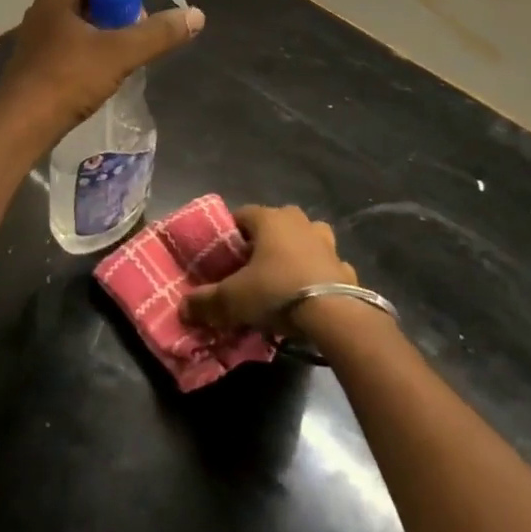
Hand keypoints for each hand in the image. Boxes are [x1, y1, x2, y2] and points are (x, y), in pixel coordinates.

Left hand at [0, 0, 202, 142]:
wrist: (21, 125)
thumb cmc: (67, 78)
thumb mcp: (119, 53)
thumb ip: (158, 33)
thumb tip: (197, 14)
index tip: (147, 14)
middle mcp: (42, 10)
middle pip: (93, 5)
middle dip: (119, 20)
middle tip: (140, 41)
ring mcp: (36, 39)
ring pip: (82, 30)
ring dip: (105, 41)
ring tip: (127, 61)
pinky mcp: (35, 64)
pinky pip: (71, 51)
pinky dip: (90, 58)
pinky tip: (103, 77)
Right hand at [181, 204, 353, 335]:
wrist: (336, 316)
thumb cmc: (277, 292)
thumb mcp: (233, 300)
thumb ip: (206, 302)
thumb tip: (182, 309)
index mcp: (269, 219)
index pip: (241, 214)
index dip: (231, 235)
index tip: (224, 258)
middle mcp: (299, 222)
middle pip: (275, 224)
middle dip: (265, 242)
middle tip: (253, 269)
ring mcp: (327, 244)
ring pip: (307, 240)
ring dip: (297, 253)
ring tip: (284, 279)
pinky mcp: (347, 268)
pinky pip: (328, 267)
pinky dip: (319, 277)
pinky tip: (312, 298)